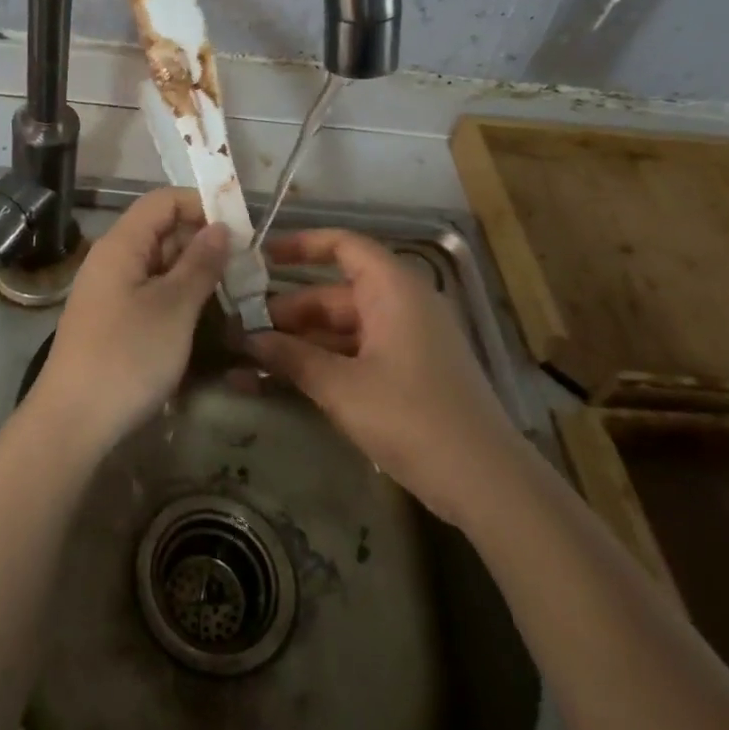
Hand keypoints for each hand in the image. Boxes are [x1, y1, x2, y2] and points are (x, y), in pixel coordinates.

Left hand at [29, 187, 232, 455]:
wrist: (73, 421)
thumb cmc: (127, 357)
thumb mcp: (174, 308)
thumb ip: (200, 263)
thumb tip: (220, 227)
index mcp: (121, 244)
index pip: (163, 201)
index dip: (201, 204)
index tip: (241, 227)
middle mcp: (111, 259)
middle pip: (161, 230)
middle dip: (203, 240)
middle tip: (246, 264)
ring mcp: (109, 290)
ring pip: (158, 263)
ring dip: (194, 270)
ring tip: (234, 289)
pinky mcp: (112, 319)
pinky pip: (149, 291)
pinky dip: (178, 294)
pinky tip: (204, 313)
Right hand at [244, 228, 523, 521]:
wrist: (487, 484)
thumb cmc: (411, 417)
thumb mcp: (341, 387)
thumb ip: (291, 358)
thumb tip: (246, 340)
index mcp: (393, 290)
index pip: (344, 246)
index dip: (301, 245)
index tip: (259, 258)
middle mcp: (401, 305)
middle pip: (334, 294)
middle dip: (287, 312)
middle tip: (241, 330)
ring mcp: (407, 341)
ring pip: (341, 328)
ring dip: (299, 343)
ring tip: (250, 361)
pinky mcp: (409, 373)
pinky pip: (355, 354)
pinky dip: (323, 363)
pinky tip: (283, 383)